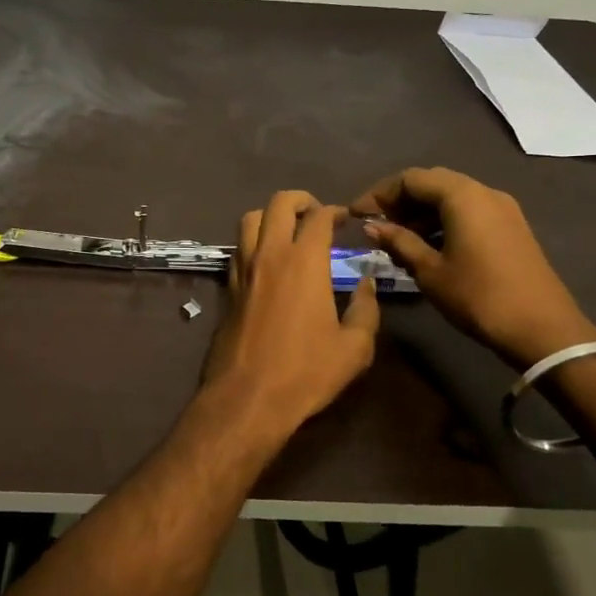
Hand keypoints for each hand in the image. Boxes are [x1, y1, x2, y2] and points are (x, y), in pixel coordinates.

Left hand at [202, 191, 379, 439]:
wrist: (248, 395)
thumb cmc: (306, 371)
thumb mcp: (355, 347)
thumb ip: (366, 309)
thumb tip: (367, 283)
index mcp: (304, 261)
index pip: (318, 217)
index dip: (335, 211)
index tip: (346, 219)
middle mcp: (270, 254)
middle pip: (279, 204)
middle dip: (301, 200)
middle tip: (317, 214)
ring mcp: (244, 268)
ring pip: (250, 219)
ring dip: (271, 215)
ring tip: (288, 230)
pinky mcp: (228, 286)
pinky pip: (239, 247)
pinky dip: (253, 240)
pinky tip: (267, 260)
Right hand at [350, 167, 595, 366]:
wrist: (543, 330)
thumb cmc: (479, 297)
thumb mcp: (430, 271)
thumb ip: (399, 242)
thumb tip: (372, 226)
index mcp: (462, 196)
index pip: (410, 179)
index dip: (379, 194)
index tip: (357, 215)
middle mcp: (484, 192)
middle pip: (432, 182)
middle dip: (400, 200)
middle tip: (377, 226)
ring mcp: (502, 208)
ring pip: (451, 197)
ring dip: (421, 212)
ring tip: (399, 240)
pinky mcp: (511, 226)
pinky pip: (469, 210)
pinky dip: (443, 220)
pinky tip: (429, 246)